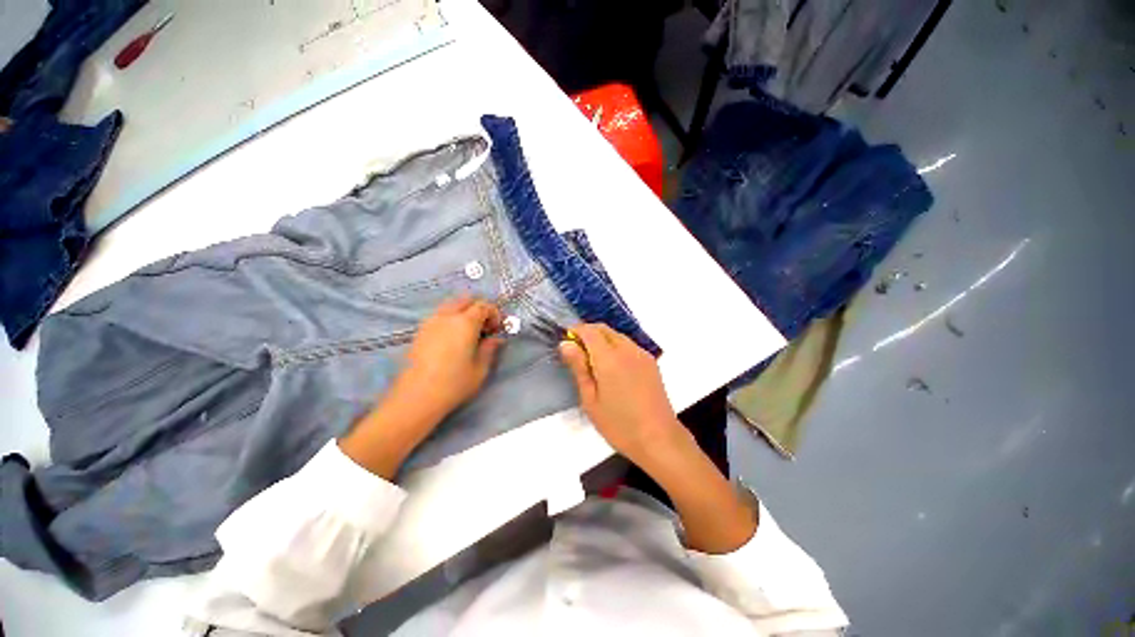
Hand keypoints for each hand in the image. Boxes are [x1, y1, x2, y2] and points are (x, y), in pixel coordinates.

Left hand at [340, 297, 502, 477]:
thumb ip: (490, 349)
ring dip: (464, 313)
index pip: (483, 306)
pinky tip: (453, 340)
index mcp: (465, 322)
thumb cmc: (454, 383)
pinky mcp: (420, 331)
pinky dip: (451, 319)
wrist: (416, 397)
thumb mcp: (480, 368)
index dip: (494, 314)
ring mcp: (430, 322)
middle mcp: (447, 316)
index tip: (497, 329)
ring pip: (451, 305)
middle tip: (484, 328)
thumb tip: (496, 339)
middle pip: (466, 300)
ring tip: (469, 334)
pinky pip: (440, 315)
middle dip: (479, 309)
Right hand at [558, 323, 691, 472]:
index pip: (589, 331)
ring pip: (617, 335)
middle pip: (604, 329)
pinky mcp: (651, 361)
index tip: (566, 342)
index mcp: (609, 358)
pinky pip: (629, 345)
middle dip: (588, 333)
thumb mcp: (590, 399)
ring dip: (602, 339)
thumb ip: (579, 368)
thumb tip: (566, 344)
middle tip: (577, 352)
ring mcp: (642, 354)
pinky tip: (613, 367)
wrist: (659, 438)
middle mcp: (627, 349)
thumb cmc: (619, 424)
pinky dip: (616, 346)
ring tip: (594, 362)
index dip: (575, 331)